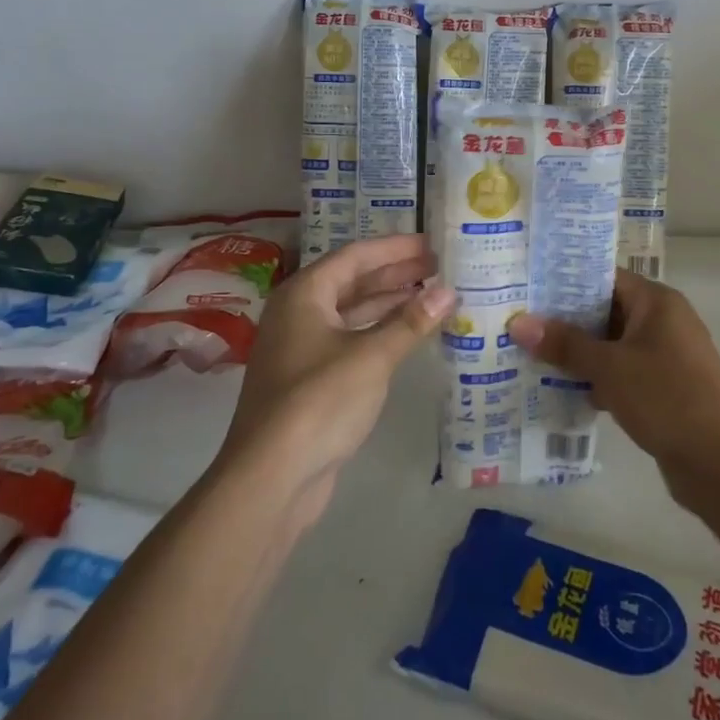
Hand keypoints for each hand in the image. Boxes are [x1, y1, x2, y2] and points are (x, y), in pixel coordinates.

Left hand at [220, 235, 454, 522]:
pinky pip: (351, 340)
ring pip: (353, 312)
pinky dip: (380, 333)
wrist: (271, 477)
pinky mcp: (311, 378)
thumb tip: (448, 291)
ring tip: (434, 295)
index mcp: (304, 294)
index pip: (356, 255)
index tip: (433, 243)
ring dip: (390, 303)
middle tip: (441, 267)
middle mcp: (299, 312)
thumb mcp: (371, 357)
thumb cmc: (319, 401)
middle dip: (396, 273)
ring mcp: (302, 347)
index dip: (396, 247)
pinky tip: (410, 335)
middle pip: (353, 281)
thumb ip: (410, 321)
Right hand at [507, 271, 719, 484]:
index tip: (529, 289)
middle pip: (608, 310)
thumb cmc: (666, 398)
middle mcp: (666, 321)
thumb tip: (519, 322)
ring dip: (581, 353)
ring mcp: (669, 356)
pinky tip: (566, 392)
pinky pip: (625, 372)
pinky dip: (600, 378)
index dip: (567, 281)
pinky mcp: (668, 388)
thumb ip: (564, 344)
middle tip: (523, 324)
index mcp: (657, 302)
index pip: (605, 277)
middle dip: (567, 321)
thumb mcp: (608, 368)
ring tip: (534, 357)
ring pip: (615, 344)